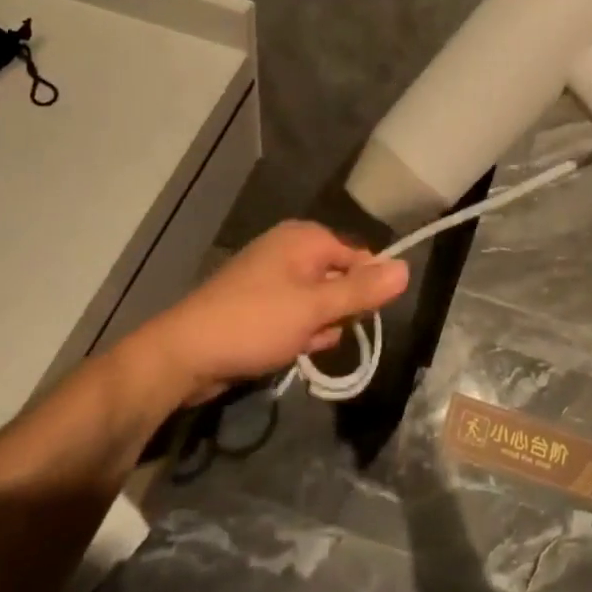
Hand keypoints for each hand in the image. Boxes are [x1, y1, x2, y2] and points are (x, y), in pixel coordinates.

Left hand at [132, 222, 408, 404]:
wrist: (184, 353)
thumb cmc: (255, 322)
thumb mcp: (316, 309)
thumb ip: (362, 291)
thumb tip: (407, 268)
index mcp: (305, 238)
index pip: (359, 257)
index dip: (366, 289)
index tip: (362, 320)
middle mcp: (289, 248)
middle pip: (338, 278)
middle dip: (337, 311)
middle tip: (322, 333)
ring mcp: (270, 275)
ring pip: (317, 300)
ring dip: (318, 325)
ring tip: (301, 345)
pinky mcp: (256, 302)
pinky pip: (294, 312)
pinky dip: (298, 330)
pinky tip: (290, 350)